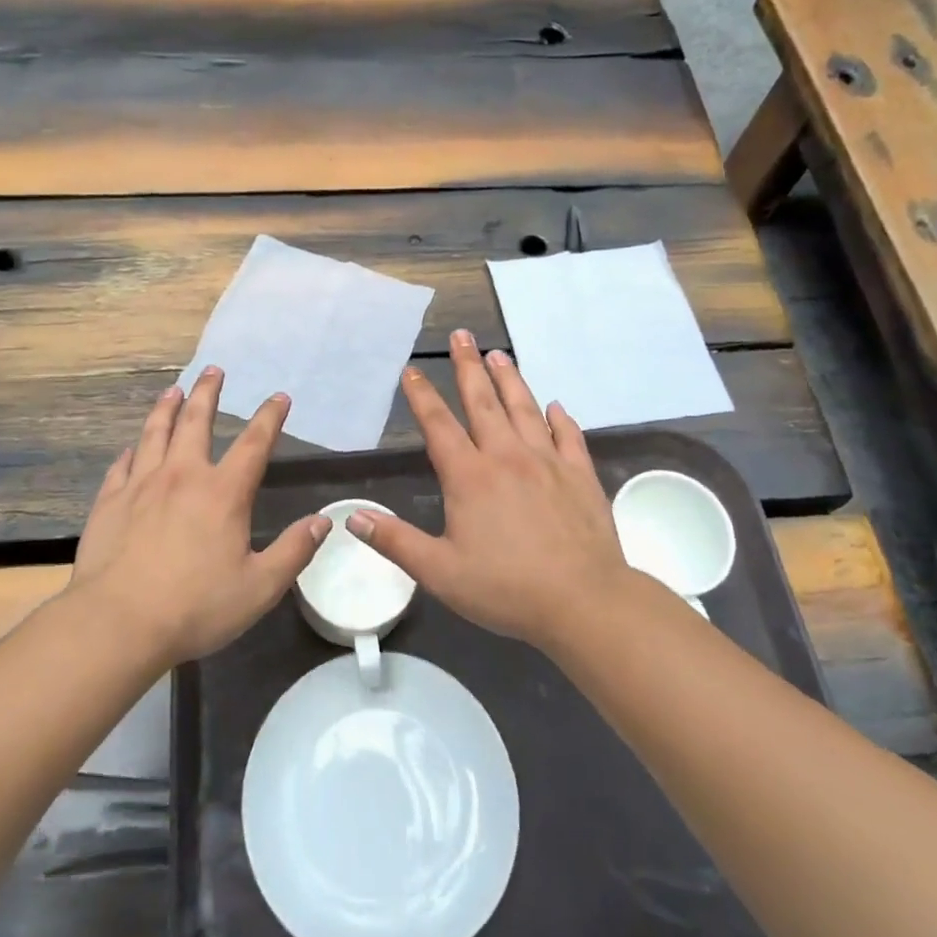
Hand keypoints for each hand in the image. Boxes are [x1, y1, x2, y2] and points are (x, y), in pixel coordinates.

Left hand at [69, 367, 331, 667]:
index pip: (254, 443)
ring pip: (155, 433)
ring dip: (167, 408)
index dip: (269, 417)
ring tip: (173, 390)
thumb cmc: (195, 607)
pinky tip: (133, 448)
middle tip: (213, 370)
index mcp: (223, 493)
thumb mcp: (259, 587)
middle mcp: (182, 476)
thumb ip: (294, 551)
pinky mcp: (110, 502)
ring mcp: (141, 485)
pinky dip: (132, 451)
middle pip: (196, 421)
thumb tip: (324, 521)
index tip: (279, 397)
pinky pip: (122, 465)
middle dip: (208, 393)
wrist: (118, 623)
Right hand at [344, 330, 633, 650]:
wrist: (584, 601)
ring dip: (510, 379)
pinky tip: (555, 406)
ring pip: (525, 409)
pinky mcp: (580, 475)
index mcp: (469, 477)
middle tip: (462, 335)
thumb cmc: (506, 589)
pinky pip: (568, 436)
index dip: (422, 396)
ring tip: (499, 353)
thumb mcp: (439, 572)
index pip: (439, 425)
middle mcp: (507, 457)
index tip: (411, 370)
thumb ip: (395, 542)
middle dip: (468, 367)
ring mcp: (548, 462)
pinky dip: (560, 418)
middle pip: (483, 402)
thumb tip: (353, 516)